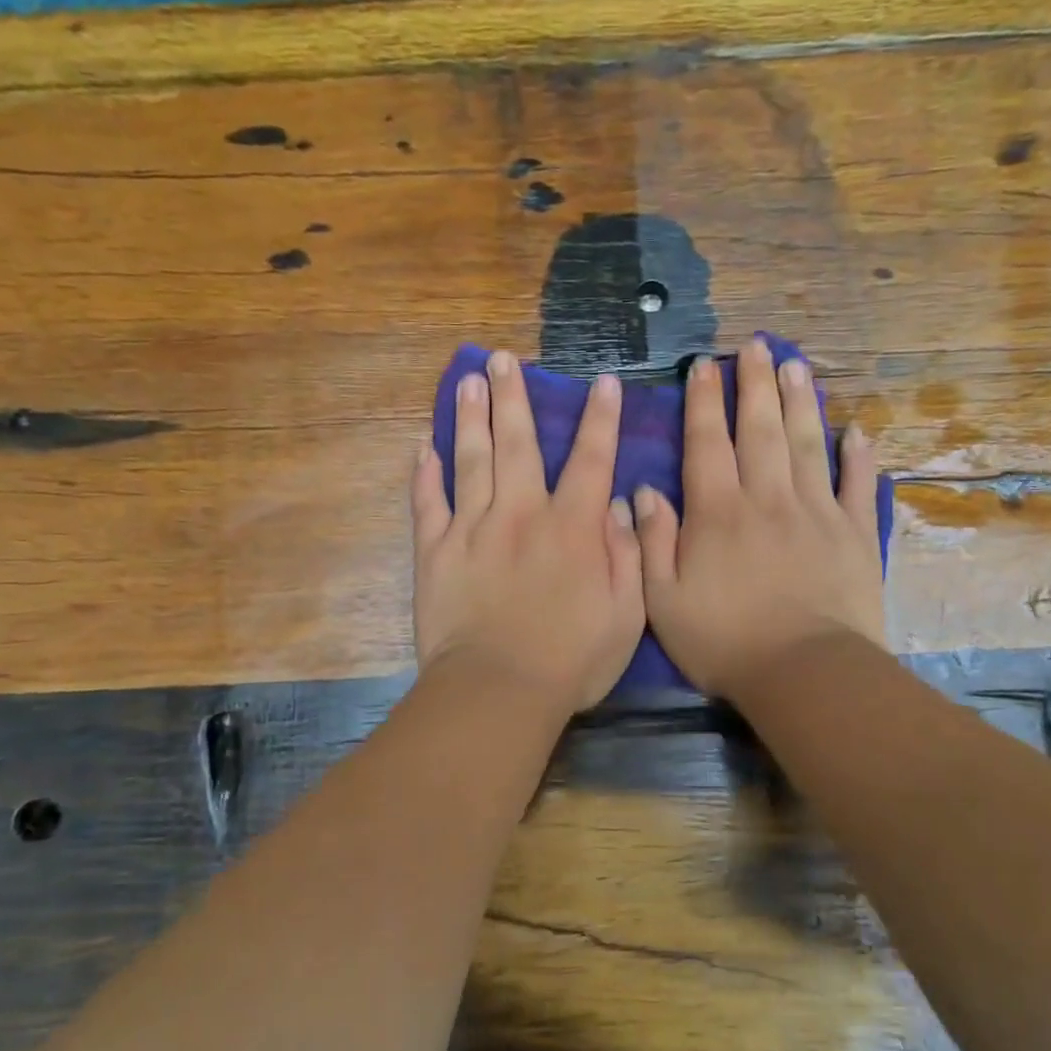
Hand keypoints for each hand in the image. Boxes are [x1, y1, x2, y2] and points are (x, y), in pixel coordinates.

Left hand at [413, 350, 645, 713]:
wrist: (498, 691)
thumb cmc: (571, 660)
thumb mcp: (626, 614)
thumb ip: (627, 555)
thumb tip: (618, 507)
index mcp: (571, 528)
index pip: (590, 459)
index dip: (599, 419)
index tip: (600, 382)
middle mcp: (521, 514)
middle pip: (517, 443)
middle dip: (513, 398)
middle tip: (502, 359)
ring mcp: (472, 529)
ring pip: (470, 460)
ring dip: (470, 417)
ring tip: (467, 382)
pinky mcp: (435, 552)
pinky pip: (428, 504)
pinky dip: (424, 475)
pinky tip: (423, 448)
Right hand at [635, 337, 885, 700]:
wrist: (805, 674)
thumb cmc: (724, 642)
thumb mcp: (662, 599)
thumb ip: (652, 541)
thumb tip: (643, 491)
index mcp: (717, 513)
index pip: (707, 443)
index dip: (703, 401)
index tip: (703, 365)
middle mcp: (767, 499)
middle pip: (760, 429)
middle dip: (754, 384)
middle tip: (754, 345)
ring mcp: (817, 513)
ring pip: (807, 444)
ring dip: (800, 402)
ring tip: (795, 365)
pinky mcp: (855, 535)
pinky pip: (858, 486)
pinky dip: (859, 457)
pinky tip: (857, 431)